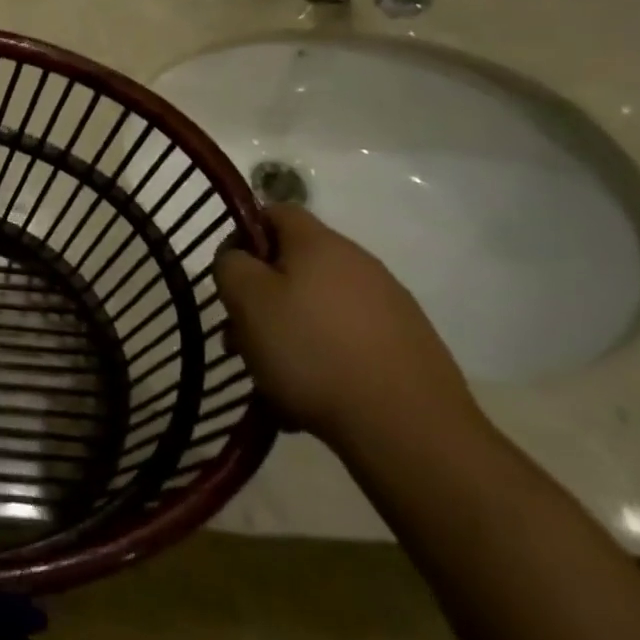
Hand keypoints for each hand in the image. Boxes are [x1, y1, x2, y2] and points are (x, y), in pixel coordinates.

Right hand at [213, 205, 477, 448]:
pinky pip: (347, 338)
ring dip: (290, 330)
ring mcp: (390, 304)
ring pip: (318, 305)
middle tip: (242, 336)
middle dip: (263, 296)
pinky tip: (312, 393)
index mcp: (320, 243)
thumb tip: (239, 257)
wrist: (408, 427)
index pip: (274, 212)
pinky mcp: (407, 344)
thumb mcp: (248, 300)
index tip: (231, 278)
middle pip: (295, 264)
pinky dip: (323, 356)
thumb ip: (231, 265)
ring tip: (273, 375)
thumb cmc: (312, 352)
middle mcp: (359, 263)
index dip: (244, 236)